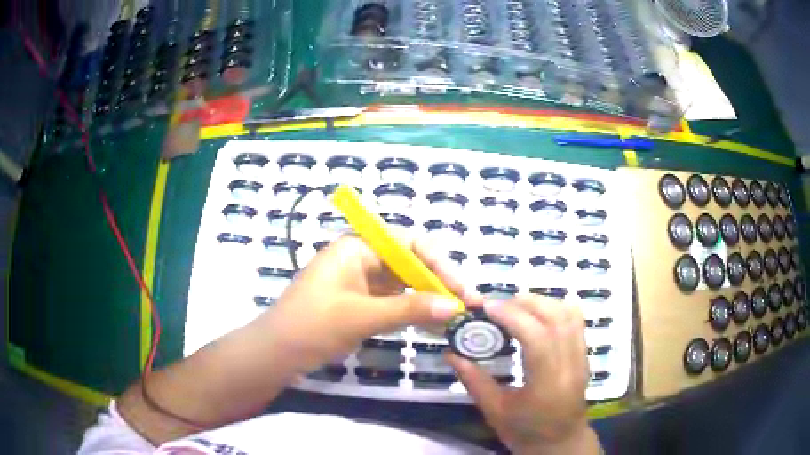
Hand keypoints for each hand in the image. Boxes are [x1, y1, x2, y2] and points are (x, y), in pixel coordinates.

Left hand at [260, 235, 478, 371]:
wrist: (275, 354)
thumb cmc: (311, 326)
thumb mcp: (361, 316)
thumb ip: (409, 309)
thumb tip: (454, 306)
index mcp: (357, 247)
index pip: (409, 244)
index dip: (440, 264)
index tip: (461, 290)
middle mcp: (362, 259)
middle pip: (410, 264)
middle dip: (439, 283)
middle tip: (466, 306)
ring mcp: (362, 283)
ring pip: (405, 285)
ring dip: (430, 300)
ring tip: (457, 319)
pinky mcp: (361, 304)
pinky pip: (395, 303)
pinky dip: (414, 313)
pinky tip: (434, 326)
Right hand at [446, 296, 600, 454]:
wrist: (559, 442)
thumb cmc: (525, 431)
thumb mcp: (494, 411)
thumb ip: (473, 380)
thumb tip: (451, 353)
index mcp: (548, 383)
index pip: (537, 337)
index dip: (512, 315)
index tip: (487, 306)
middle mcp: (571, 365)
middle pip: (556, 318)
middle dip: (525, 303)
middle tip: (498, 305)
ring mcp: (582, 358)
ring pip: (569, 314)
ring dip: (542, 302)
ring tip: (516, 306)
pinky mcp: (584, 355)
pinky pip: (576, 321)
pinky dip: (557, 308)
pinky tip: (538, 313)